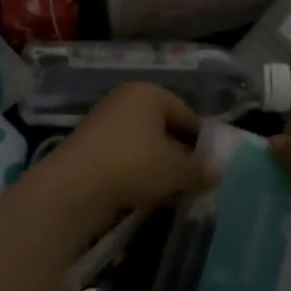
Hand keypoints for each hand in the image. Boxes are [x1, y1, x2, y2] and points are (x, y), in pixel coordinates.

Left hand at [22, 83, 211, 240]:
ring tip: (171, 196)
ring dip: (159, 169)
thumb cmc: (134, 164)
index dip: (202, 143)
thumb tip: (216, 173)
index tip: (211, 169)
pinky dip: (137, 174)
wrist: (75, 186)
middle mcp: (126, 100)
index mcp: (150, 93)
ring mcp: (105, 122)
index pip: (187, 115)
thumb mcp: (176, 170)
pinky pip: (125, 158)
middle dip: (180, 158)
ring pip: (144, 146)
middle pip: (164, 129)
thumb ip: (199, 171)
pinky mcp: (90, 147)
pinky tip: (145, 197)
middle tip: (193, 184)